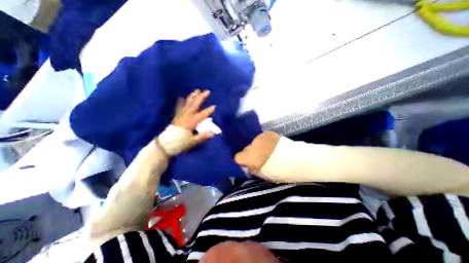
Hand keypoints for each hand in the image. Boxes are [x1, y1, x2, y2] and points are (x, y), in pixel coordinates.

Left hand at [158, 90, 215, 155]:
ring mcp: (181, 115)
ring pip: (188, 104)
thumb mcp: (192, 142)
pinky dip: (181, 103)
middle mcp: (186, 116)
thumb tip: (213, 133)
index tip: (214, 107)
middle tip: (207, 91)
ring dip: (193, 96)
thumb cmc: (180, 143)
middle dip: (201, 98)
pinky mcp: (177, 117)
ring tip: (197, 90)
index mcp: (191, 122)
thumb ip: (203, 136)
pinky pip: (179, 108)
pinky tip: (182, 98)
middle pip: (195, 105)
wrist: (165, 145)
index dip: (208, 111)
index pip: (202, 115)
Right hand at [234, 132, 277, 176]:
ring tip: (266, 150)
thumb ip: (251, 168)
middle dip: (250, 153)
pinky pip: (262, 138)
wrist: (294, 160)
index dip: (241, 160)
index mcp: (249, 157)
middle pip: (246, 149)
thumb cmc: (277, 171)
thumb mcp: (261, 174)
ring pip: (254, 142)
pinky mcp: (267, 133)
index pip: (237, 157)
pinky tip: (271, 145)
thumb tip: (247, 164)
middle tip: (258, 157)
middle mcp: (252, 145)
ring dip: (257, 146)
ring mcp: (259, 137)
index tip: (246, 162)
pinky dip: (264, 141)